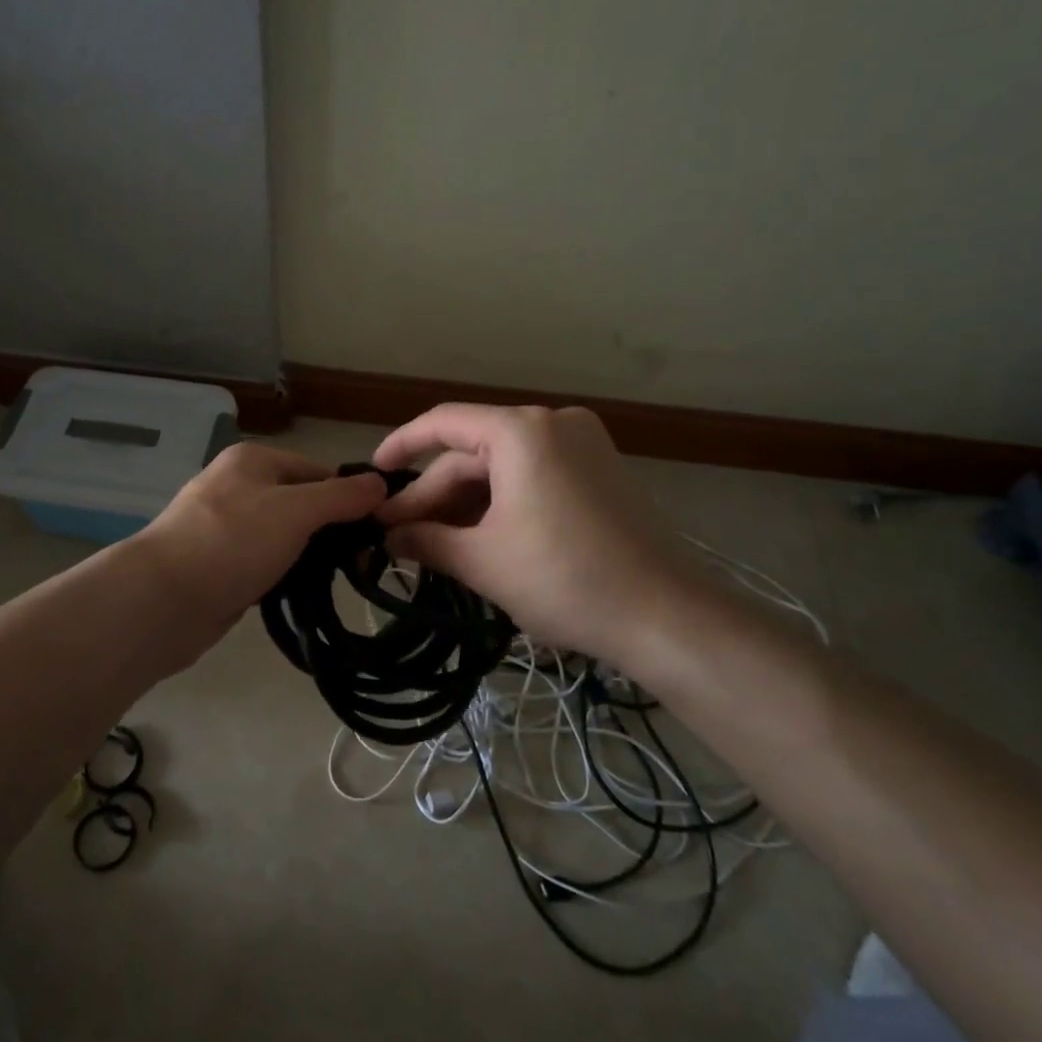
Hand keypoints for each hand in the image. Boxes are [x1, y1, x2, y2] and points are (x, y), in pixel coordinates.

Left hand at [139, 442, 387, 637]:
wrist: (163, 599)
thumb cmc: (233, 541)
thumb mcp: (296, 511)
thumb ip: (340, 497)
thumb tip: (380, 482)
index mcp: (253, 460)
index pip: (317, 470)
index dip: (348, 497)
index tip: (376, 532)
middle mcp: (238, 486)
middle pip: (300, 503)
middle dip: (329, 530)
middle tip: (360, 562)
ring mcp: (225, 527)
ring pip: (283, 536)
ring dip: (307, 556)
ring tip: (336, 580)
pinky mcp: (219, 564)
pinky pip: (263, 562)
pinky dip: (282, 575)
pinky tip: (299, 593)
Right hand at [373, 404, 732, 674]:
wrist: (669, 618)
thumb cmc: (565, 580)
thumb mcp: (483, 562)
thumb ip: (426, 541)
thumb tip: (387, 537)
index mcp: (522, 432)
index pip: (443, 423)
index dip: (400, 446)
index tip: (372, 475)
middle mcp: (554, 424)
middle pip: (473, 454)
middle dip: (433, 497)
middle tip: (397, 538)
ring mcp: (582, 446)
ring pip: (502, 470)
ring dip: (465, 506)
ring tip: (433, 548)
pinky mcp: (599, 473)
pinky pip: (531, 479)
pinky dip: (499, 506)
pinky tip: (476, 541)